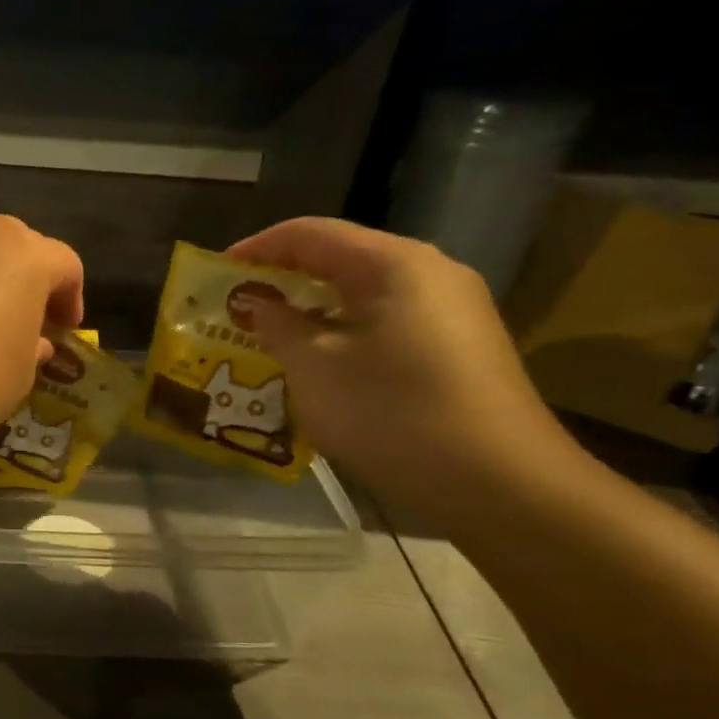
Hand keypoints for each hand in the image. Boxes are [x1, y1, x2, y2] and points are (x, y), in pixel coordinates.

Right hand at [226, 218, 579, 513]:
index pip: (311, 234)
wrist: (501, 484)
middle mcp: (429, 273)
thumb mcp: (314, 367)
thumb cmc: (392, 412)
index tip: (217, 271)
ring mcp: (452, 311)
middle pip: (341, 258)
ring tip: (271, 334)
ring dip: (313, 309)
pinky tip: (321, 362)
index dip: (258, 247)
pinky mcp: (460, 347)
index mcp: (393, 263)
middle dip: (284, 279)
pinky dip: (344, 331)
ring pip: (364, 294)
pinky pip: (387, 322)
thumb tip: (259, 303)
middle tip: (239, 304)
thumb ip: (278, 325)